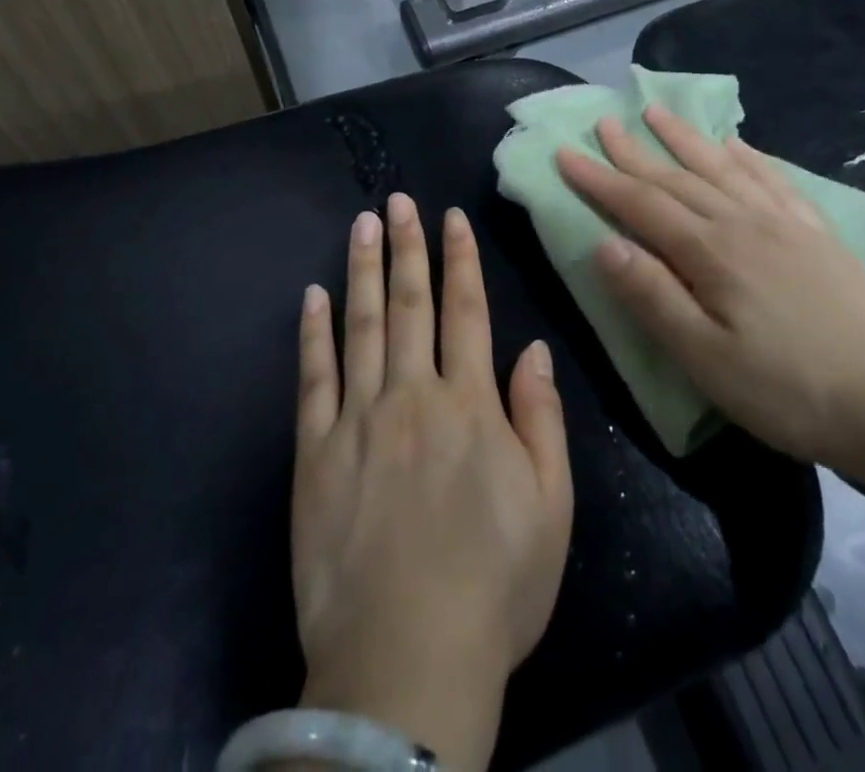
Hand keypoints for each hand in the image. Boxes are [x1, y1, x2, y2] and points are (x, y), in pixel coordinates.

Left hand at [291, 194, 572, 769]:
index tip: (450, 217)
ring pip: (361, 324)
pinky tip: (313, 295)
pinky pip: (313, 378)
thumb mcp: (551, 508)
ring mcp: (358, 420)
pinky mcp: (314, 452)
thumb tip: (532, 349)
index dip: (460, 259)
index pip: (466, 311)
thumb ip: (542, 419)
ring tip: (362, 224)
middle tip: (399, 201)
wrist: (406, 663)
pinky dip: (313, 332)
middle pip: (410, 304)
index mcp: (471, 405)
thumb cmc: (494, 587)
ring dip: (362, 269)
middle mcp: (413, 395)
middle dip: (407, 246)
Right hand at [555, 107, 864, 473]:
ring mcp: (785, 223)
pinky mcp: (816, 234)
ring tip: (657, 112)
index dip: (600, 179)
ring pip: (723, 167)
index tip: (566, 153)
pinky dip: (749, 156)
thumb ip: (651, 296)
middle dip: (634, 150)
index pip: (641, 204)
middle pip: (677, 177)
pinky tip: (736, 144)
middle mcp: (744, 222)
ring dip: (686, 138)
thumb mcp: (703, 357)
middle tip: (603, 122)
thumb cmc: (782, 389)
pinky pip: (775, 180)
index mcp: (712, 251)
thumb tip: (603, 243)